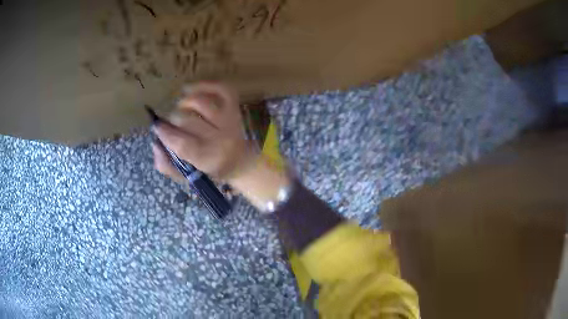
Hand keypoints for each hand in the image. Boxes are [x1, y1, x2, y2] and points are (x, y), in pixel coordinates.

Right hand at [152, 82, 257, 183]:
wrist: (241, 161)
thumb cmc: (211, 169)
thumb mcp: (188, 175)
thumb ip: (168, 165)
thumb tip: (155, 144)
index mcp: (209, 158)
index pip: (182, 144)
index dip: (165, 133)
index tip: (157, 127)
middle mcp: (221, 138)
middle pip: (188, 122)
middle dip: (172, 120)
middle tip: (168, 122)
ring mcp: (229, 120)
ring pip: (201, 103)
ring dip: (184, 103)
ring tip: (179, 108)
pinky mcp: (234, 107)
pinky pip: (220, 89)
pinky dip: (203, 85)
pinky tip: (189, 89)